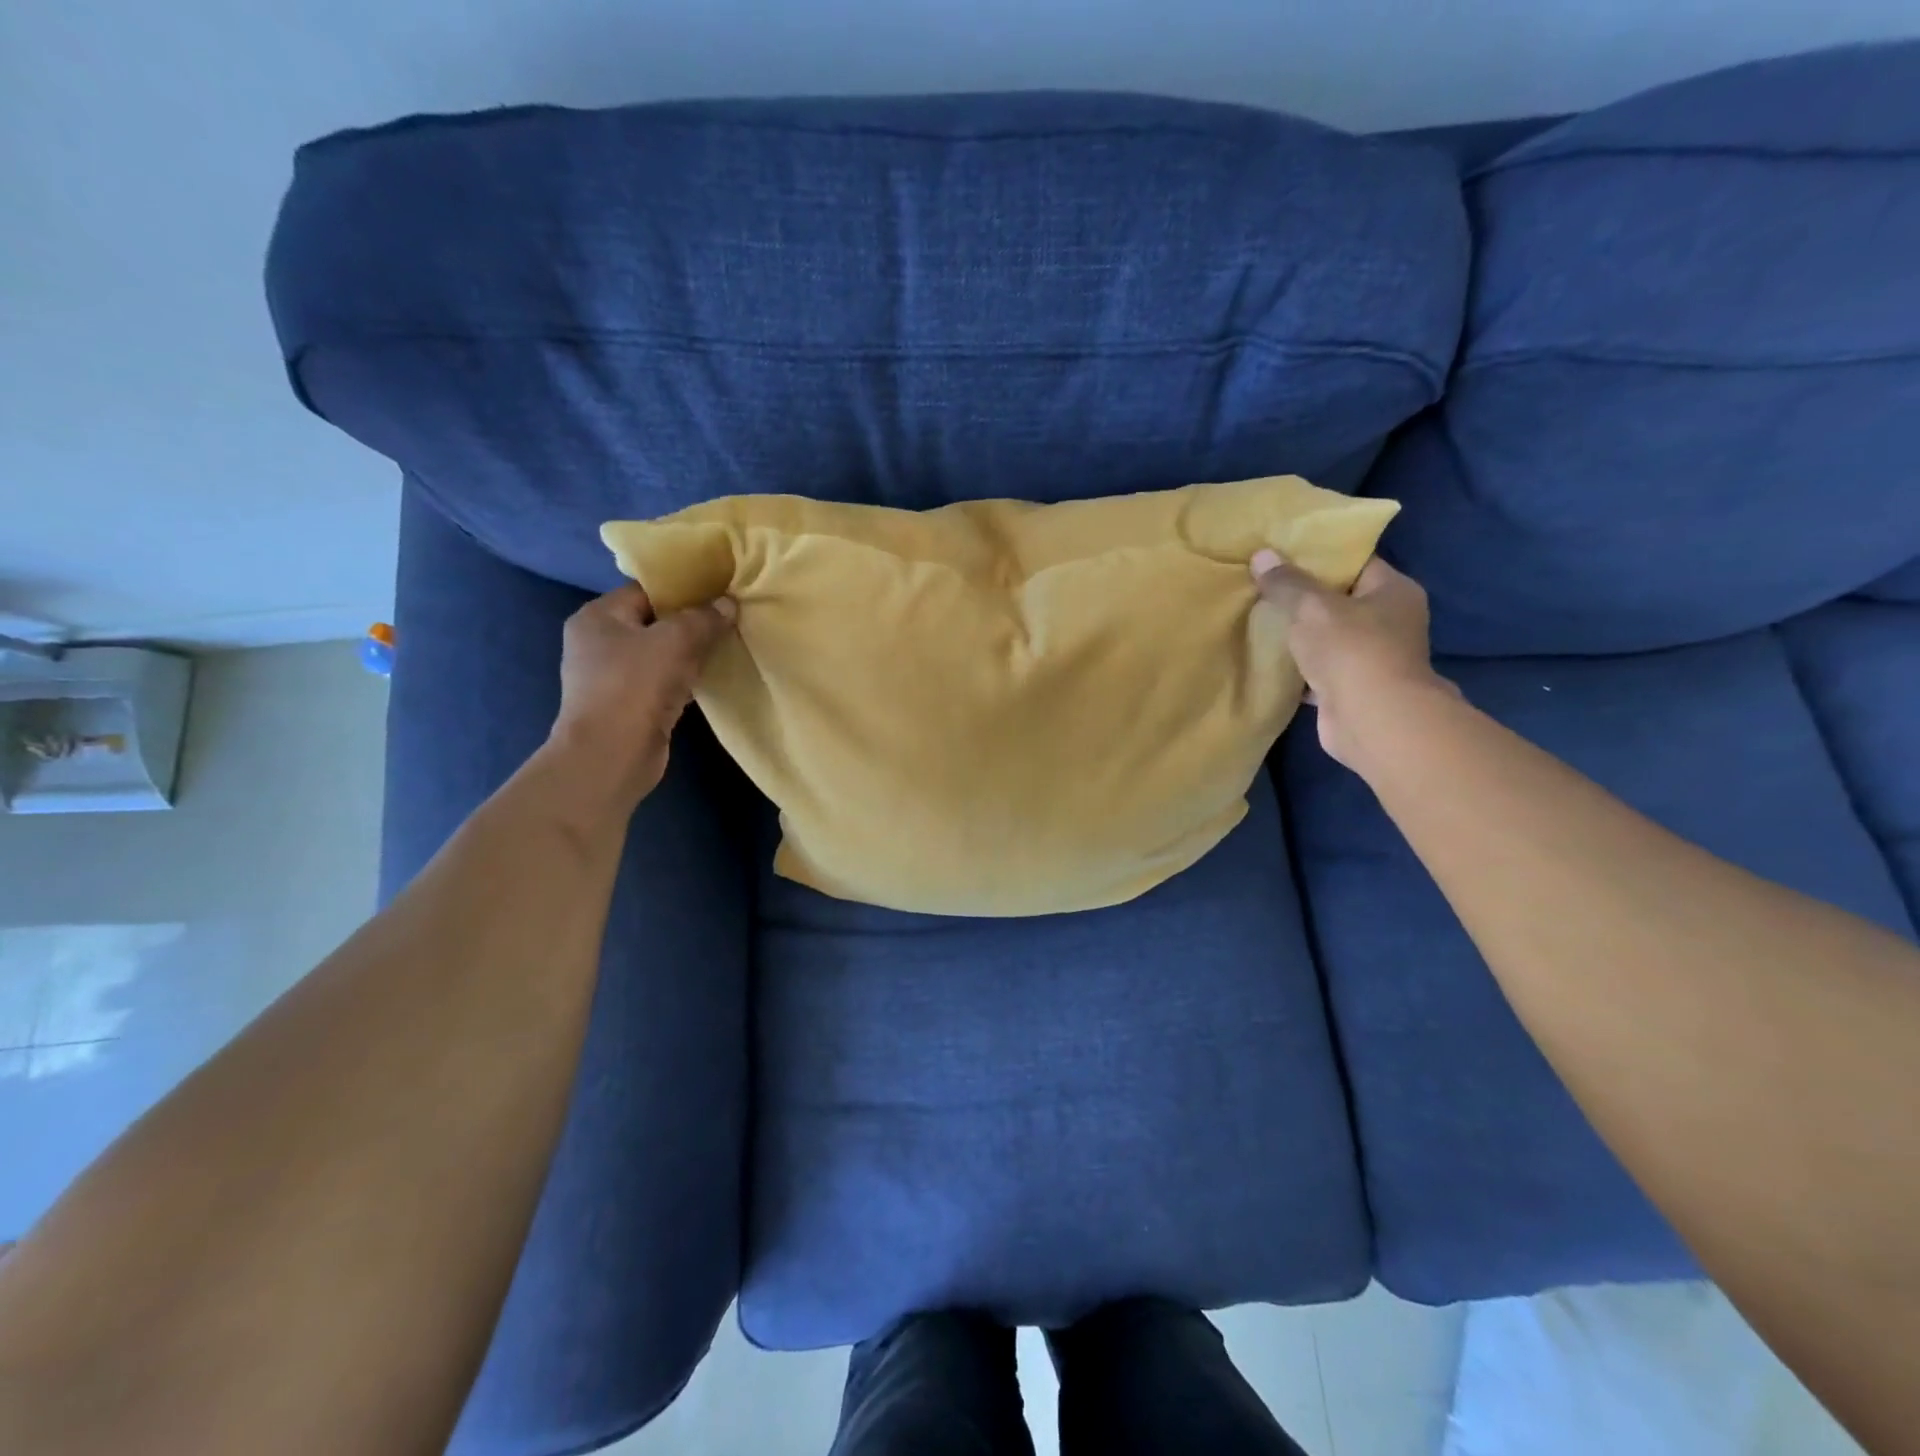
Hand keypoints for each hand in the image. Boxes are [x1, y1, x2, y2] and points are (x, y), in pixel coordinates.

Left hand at [546, 582, 735, 804]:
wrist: (612, 755)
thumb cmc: (634, 686)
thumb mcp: (675, 641)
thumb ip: (703, 618)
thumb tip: (728, 603)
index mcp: (598, 617)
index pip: (646, 591)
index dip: (684, 590)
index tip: (720, 592)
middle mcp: (599, 643)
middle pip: (655, 622)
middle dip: (692, 623)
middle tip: (729, 619)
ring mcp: (613, 678)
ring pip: (661, 655)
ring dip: (691, 654)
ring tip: (727, 646)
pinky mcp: (630, 706)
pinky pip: (664, 682)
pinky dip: (686, 680)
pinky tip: (713, 679)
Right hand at [1251, 548, 1455, 768]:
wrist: (1371, 720)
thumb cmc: (1352, 651)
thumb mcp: (1313, 607)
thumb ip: (1287, 583)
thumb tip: (1261, 555)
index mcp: (1393, 591)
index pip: (1355, 563)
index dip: (1319, 556)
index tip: (1282, 554)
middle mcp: (1389, 622)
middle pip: (1339, 600)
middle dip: (1303, 596)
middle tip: (1262, 584)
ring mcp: (1371, 658)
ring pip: (1327, 637)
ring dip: (1299, 634)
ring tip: (1258, 618)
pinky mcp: (1351, 688)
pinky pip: (1318, 669)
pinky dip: (1297, 666)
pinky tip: (1267, 658)